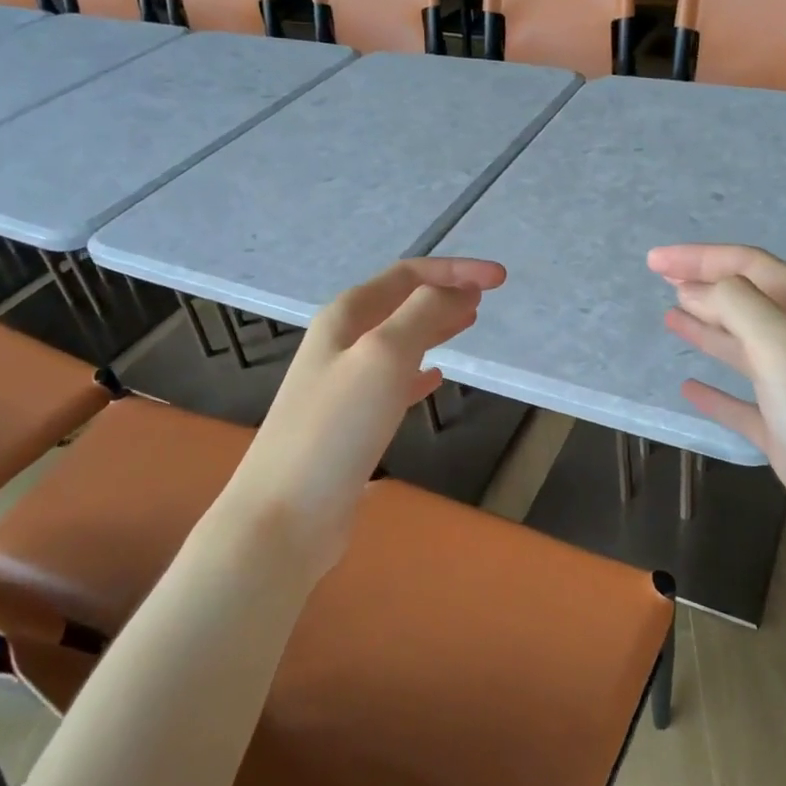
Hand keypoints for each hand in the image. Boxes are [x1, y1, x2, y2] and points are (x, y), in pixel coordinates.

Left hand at [221, 258, 505, 574]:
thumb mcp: (384, 356)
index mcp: (346, 316)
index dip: (455, 270)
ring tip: (469, 323)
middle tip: (486, 298)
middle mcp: (341, 342)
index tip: (500, 278)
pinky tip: (436, 378)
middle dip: (445, 293)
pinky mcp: (351, 424)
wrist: (285, 515)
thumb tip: (459, 288)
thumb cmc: (336, 428)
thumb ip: (423, 314)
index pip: (408, 275)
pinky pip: (393, 383)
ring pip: (399, 341)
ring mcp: (343, 384)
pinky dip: (419, 372)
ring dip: (434, 327)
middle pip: (401, 304)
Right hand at [649, 243, 785, 603]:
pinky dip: (718, 393)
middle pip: (751, 302)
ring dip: (710, 330)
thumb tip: (701, 287)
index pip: (751, 267)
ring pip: (748, 349)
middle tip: (659, 281)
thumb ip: (740, 307)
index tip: (652, 260)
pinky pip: (747, 405)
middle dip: (705, 287)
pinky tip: (689, 388)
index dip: (700, 258)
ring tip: (670, 318)